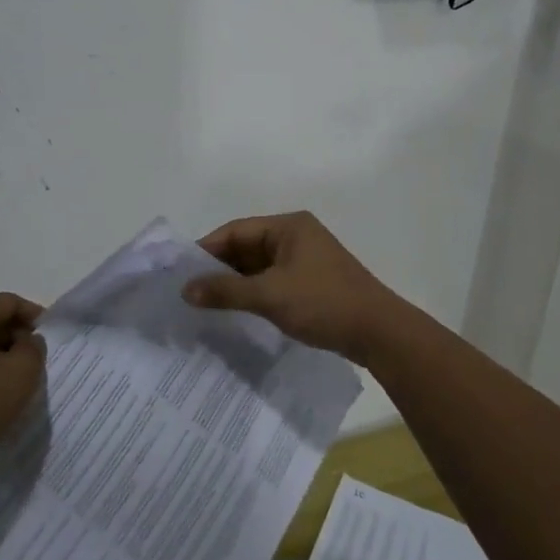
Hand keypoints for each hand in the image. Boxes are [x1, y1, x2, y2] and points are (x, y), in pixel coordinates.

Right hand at [181, 211, 407, 362]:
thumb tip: (186, 290)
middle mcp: (296, 236)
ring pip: (258, 267)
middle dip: (219, 268)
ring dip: (235, 283)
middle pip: (246, 247)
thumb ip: (226, 290)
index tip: (180, 271)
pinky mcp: (311, 283)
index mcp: (288, 227)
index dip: (207, 249)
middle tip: (188, 290)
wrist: (379, 333)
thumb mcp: (270, 295)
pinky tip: (235, 311)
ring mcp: (305, 260)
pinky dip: (253, 293)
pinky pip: (272, 282)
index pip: (236, 230)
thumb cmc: (323, 303)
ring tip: (204, 303)